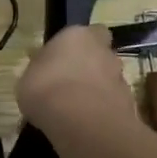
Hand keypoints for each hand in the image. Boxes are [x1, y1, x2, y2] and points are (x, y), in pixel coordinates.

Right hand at [16, 26, 135, 134]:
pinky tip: (87, 126)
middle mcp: (104, 52)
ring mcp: (120, 79)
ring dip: (98, 91)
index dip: (82, 45)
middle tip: (71, 83)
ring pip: (110, 81)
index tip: (67, 57)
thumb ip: (39, 70)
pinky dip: (103, 113)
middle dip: (91, 67)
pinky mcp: (129, 106)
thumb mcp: (27, 78)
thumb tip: (41, 69)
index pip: (91, 31)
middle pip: (102, 55)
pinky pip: (113, 106)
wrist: (80, 122)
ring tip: (77, 110)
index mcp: (78, 36)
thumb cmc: (45, 88)